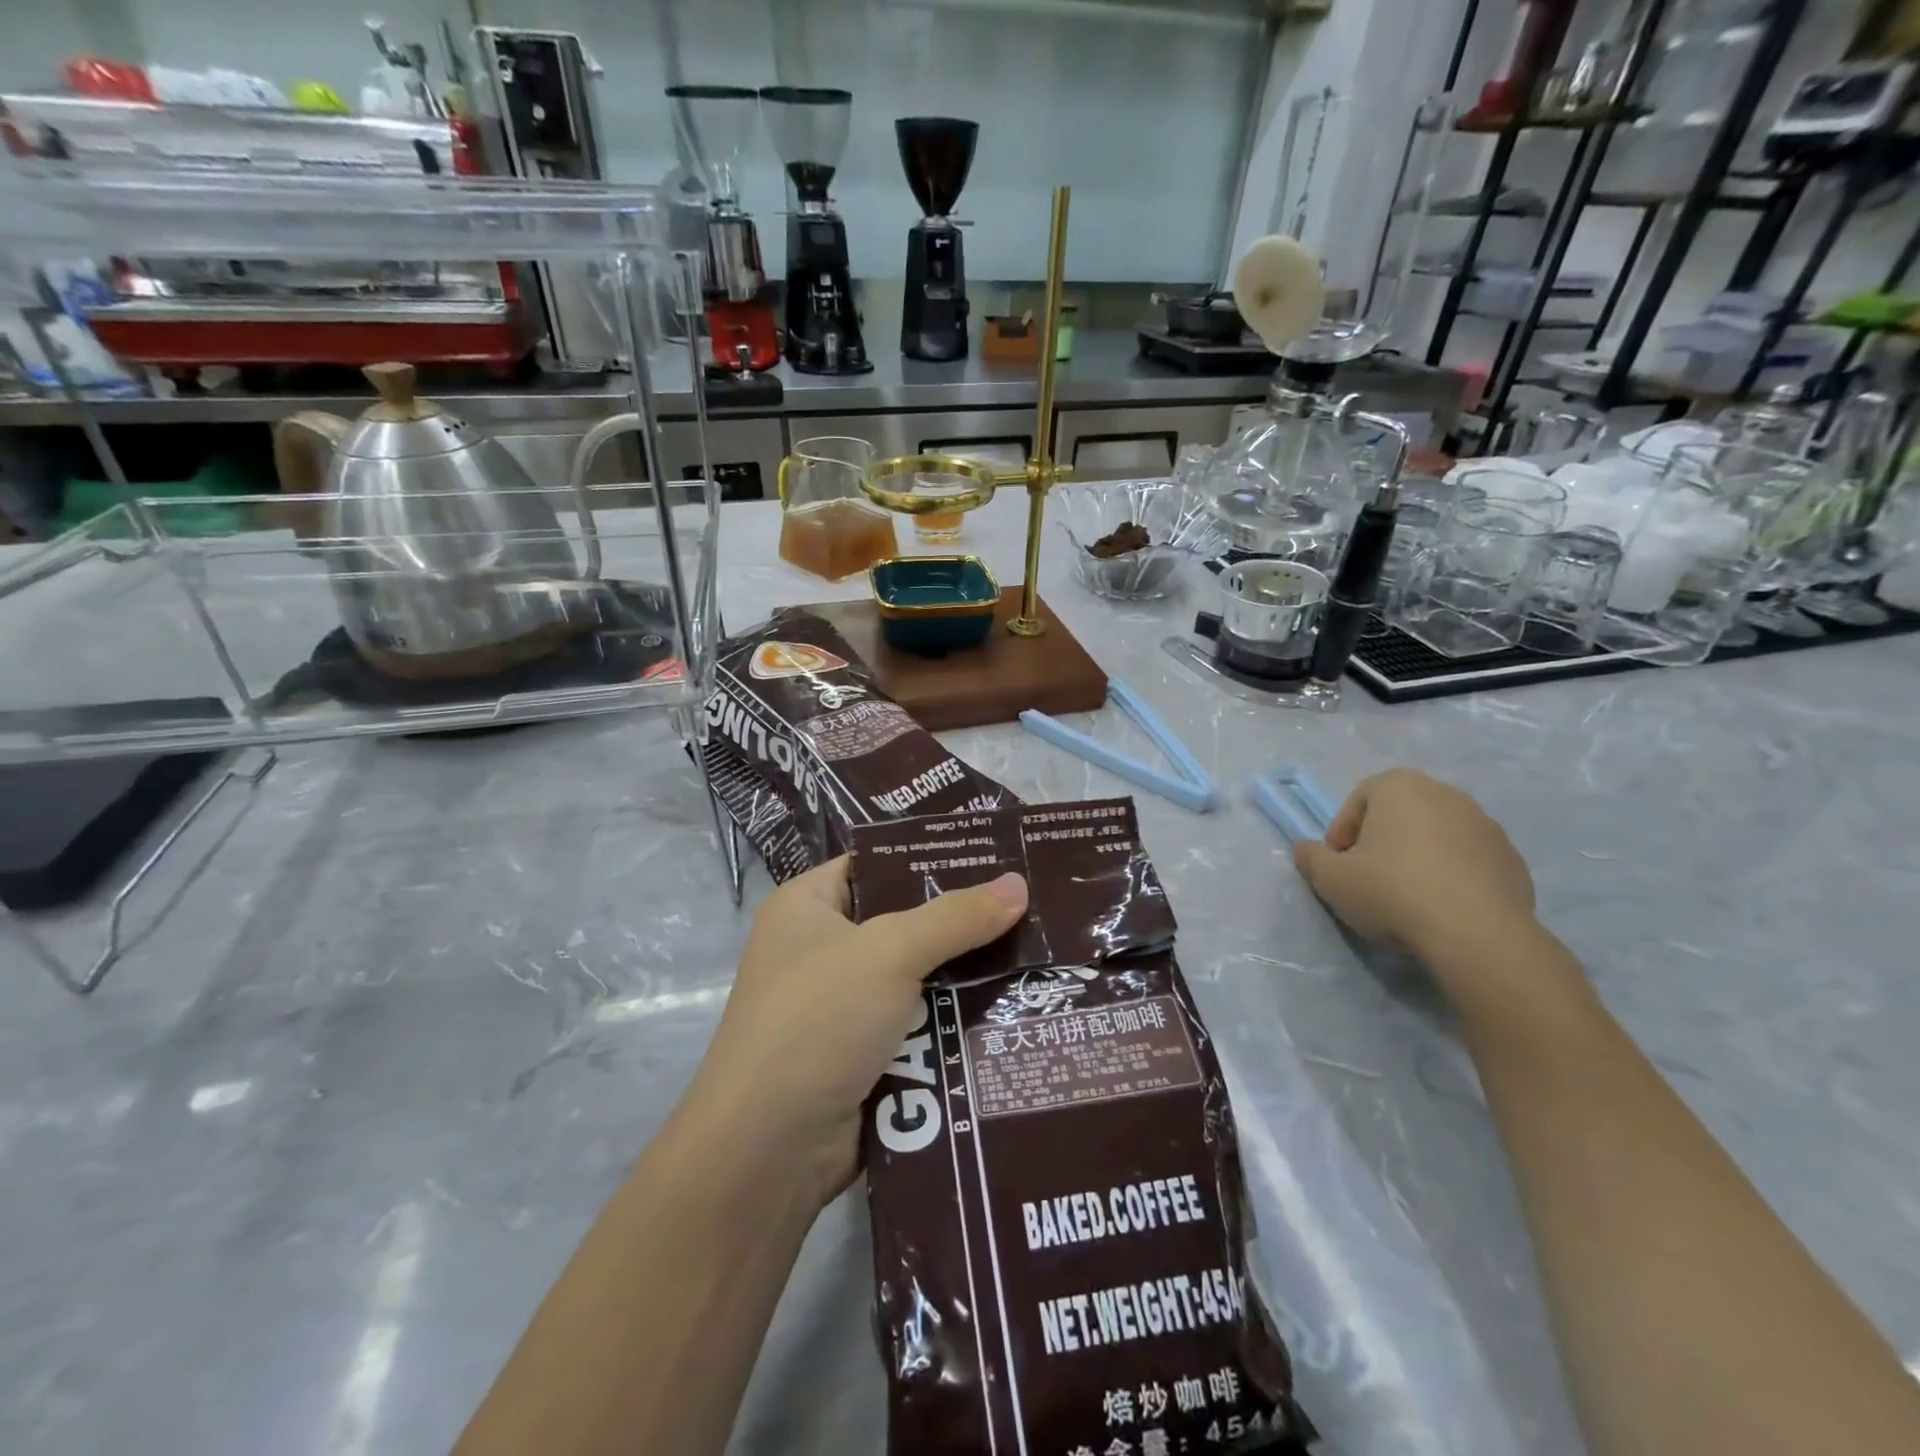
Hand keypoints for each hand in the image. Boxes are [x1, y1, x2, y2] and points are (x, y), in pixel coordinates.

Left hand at [688, 859, 1027, 1210]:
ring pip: (918, 977)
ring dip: (967, 975)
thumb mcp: (890, 952)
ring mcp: (842, 1007)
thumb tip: (1019, 883)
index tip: (995, 853)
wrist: (767, 1152)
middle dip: (962, 920)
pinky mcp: (863, 1056)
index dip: (931, 857)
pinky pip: (919, 1024)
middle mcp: (821, 950)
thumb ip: (956, 917)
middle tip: (1032, 904)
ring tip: (1039, 952)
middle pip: (904, 921)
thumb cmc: (818, 1021)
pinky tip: (1013, 1009)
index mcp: (808, 906)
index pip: (876, 864)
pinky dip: (954, 1021)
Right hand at [1293, 768, 1535, 970]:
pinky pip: (1468, 860)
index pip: (1359, 799)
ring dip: (1418, 857)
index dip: (1342, 832)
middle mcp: (1446, 794)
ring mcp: (1486, 826)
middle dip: (1381, 841)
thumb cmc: (1392, 892)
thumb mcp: (1330, 878)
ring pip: (1437, 835)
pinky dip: (1451, 875)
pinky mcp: (1513, 860)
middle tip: (1368, 876)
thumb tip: (1305, 849)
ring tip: (1407, 896)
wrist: (1477, 936)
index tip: (1339, 864)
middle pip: (1400, 814)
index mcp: (1401, 786)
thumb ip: (1310, 857)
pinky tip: (1441, 907)